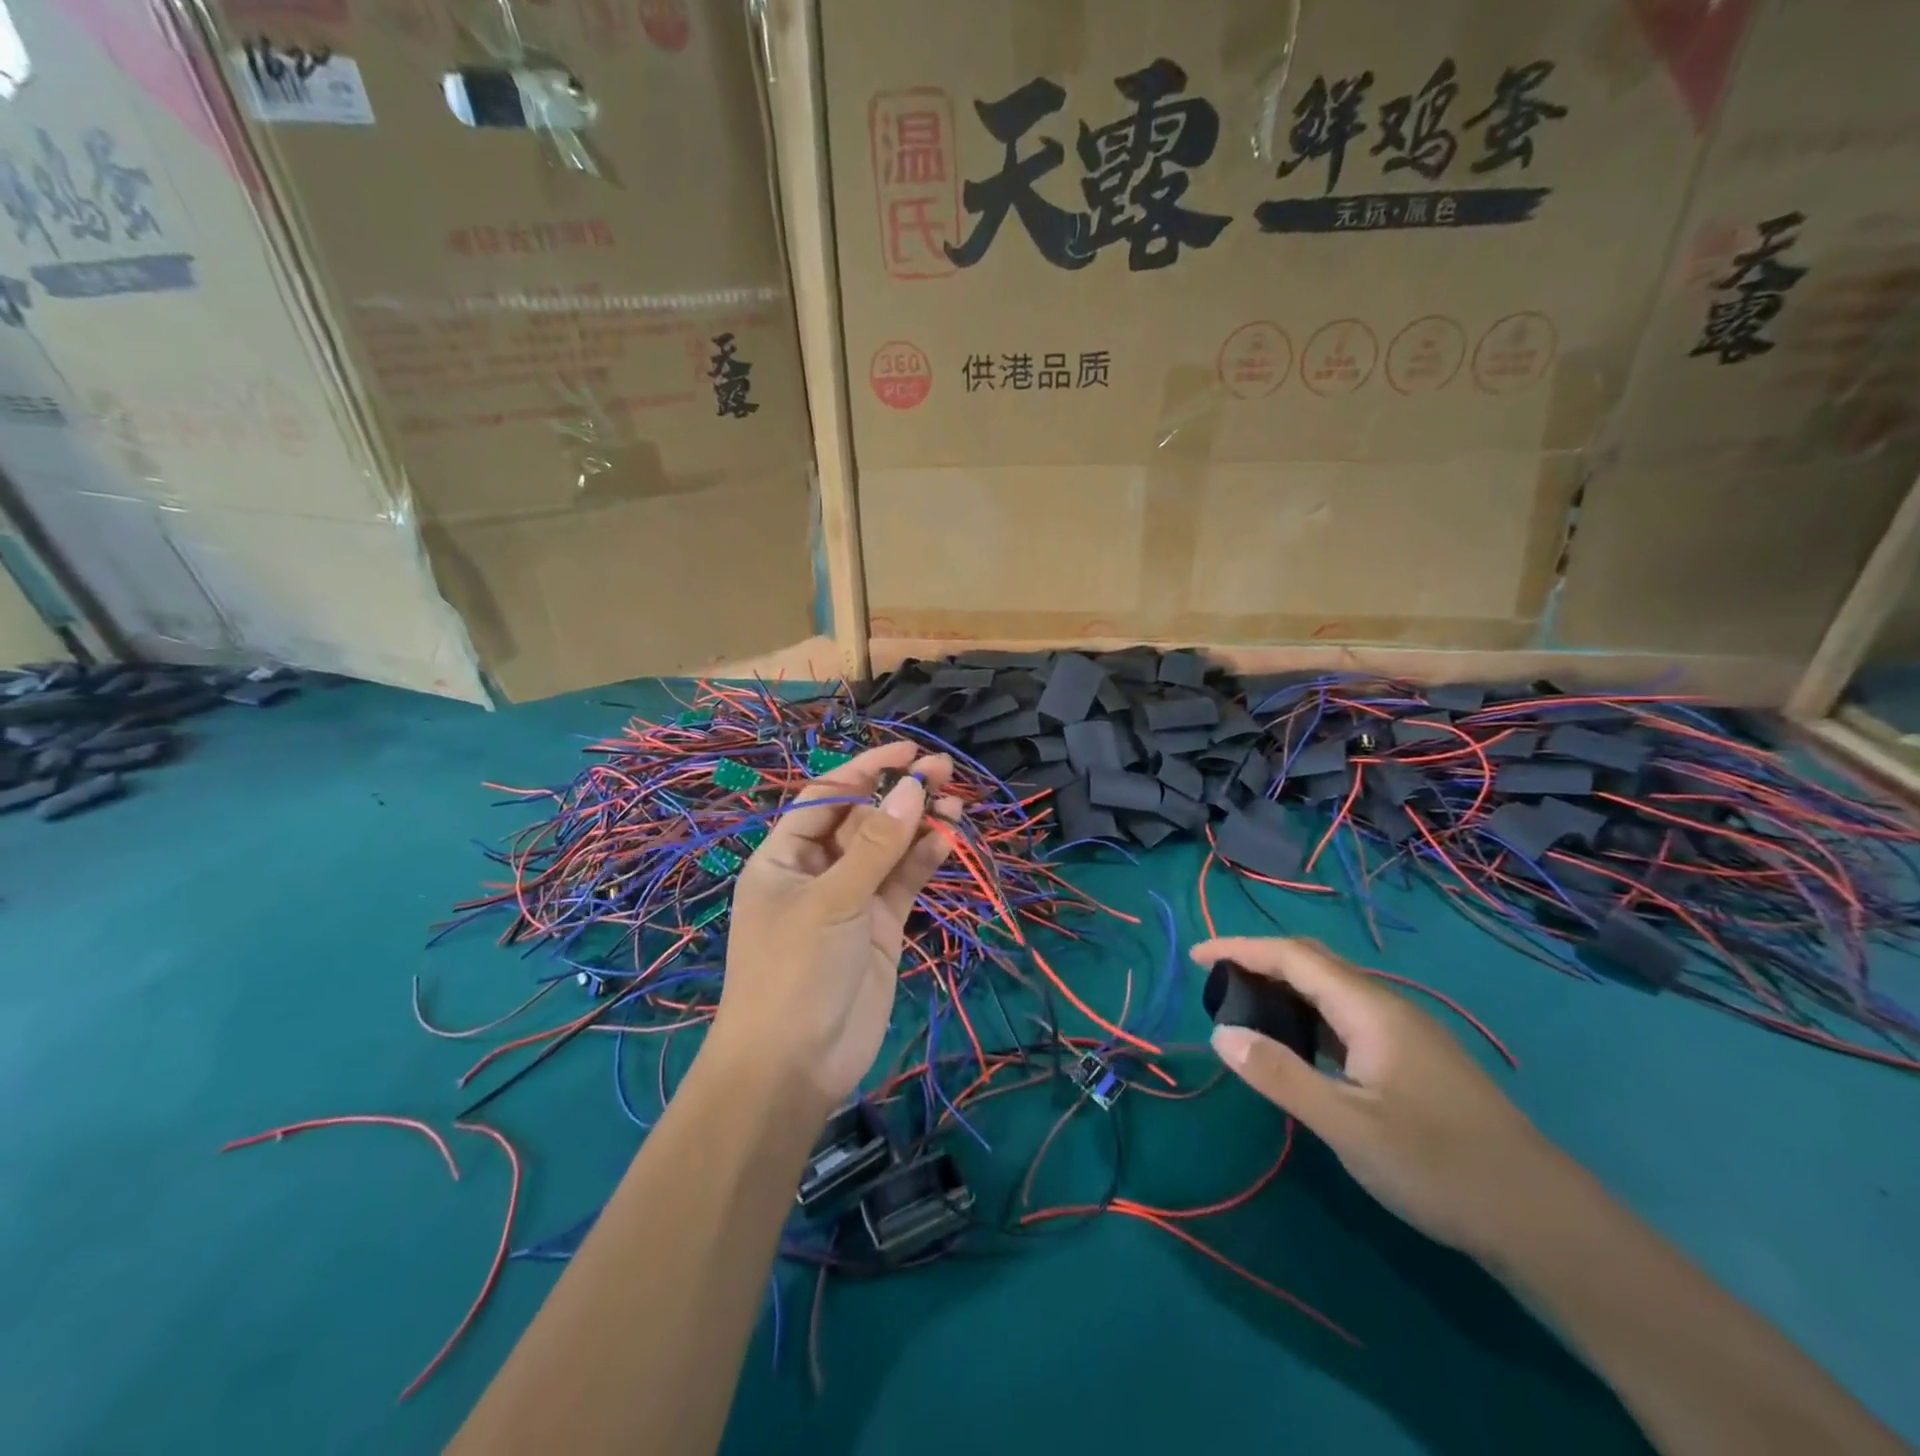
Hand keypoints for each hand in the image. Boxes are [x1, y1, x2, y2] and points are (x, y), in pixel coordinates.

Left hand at [714, 741, 956, 1111]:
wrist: (794, 1066)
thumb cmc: (794, 971)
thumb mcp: (832, 900)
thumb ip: (876, 845)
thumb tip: (913, 787)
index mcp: (784, 856)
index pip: (826, 797)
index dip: (864, 769)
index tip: (907, 751)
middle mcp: (817, 871)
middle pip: (862, 819)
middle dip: (899, 794)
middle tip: (943, 771)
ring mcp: (851, 899)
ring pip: (889, 849)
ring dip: (918, 825)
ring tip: (956, 803)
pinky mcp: (880, 926)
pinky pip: (903, 882)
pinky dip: (924, 860)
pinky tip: (948, 839)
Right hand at [1193, 937, 1562, 1258]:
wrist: (1542, 1218)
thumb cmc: (1438, 1165)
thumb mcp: (1347, 1125)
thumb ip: (1280, 1075)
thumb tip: (1220, 1034)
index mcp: (1369, 1009)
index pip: (1292, 956)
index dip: (1240, 948)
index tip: (1196, 955)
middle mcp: (1388, 1007)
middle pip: (1314, 962)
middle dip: (1260, 960)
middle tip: (1216, 980)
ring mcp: (1406, 1033)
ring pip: (1333, 989)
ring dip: (1285, 987)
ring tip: (1246, 1008)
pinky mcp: (1414, 1060)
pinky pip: (1348, 1017)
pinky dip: (1309, 1015)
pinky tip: (1300, 1046)